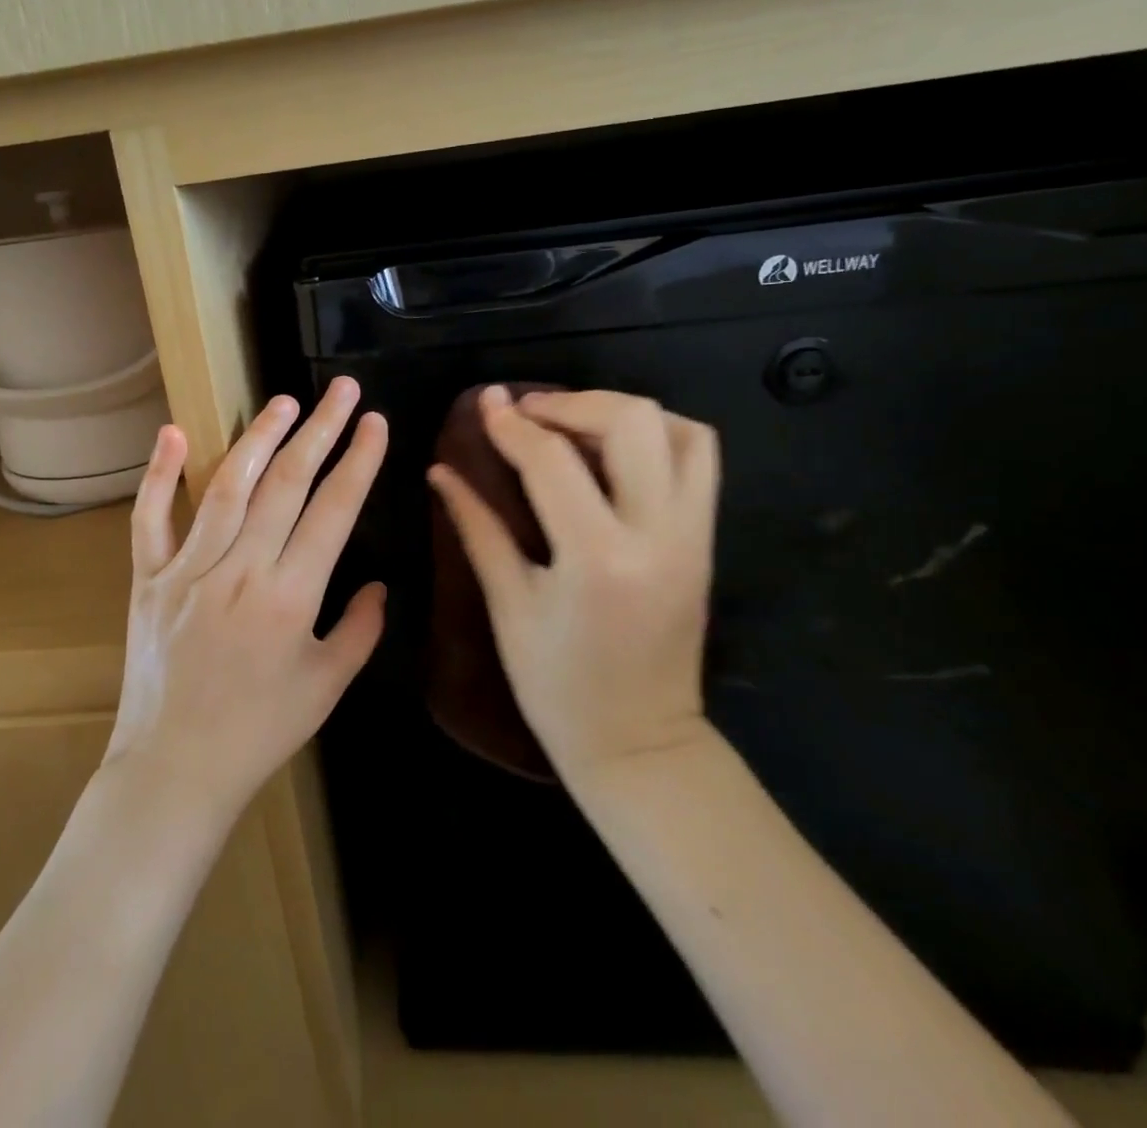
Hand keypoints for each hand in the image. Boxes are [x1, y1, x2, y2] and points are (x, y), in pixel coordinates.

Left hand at [105, 378, 388, 823]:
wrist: (175, 769)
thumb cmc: (260, 731)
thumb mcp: (327, 687)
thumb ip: (361, 630)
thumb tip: (380, 584)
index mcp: (289, 596)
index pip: (333, 511)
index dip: (358, 462)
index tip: (375, 423)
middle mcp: (240, 570)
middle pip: (285, 484)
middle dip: (320, 431)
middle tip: (341, 390)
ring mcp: (188, 569)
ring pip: (227, 487)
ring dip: (258, 437)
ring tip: (284, 401)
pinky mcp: (149, 578)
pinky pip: (149, 518)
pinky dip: (160, 474)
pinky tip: (175, 432)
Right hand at [428, 386, 718, 790]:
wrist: (639, 743)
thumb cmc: (557, 686)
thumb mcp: (508, 604)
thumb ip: (477, 527)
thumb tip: (441, 472)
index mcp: (597, 557)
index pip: (552, 461)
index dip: (511, 424)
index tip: (486, 402)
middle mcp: (657, 534)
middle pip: (631, 422)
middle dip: (572, 403)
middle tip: (529, 413)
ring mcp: (692, 535)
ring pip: (680, 430)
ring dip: (621, 412)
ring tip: (574, 422)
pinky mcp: (705, 540)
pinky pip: (699, 460)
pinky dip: (659, 435)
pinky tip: (615, 449)